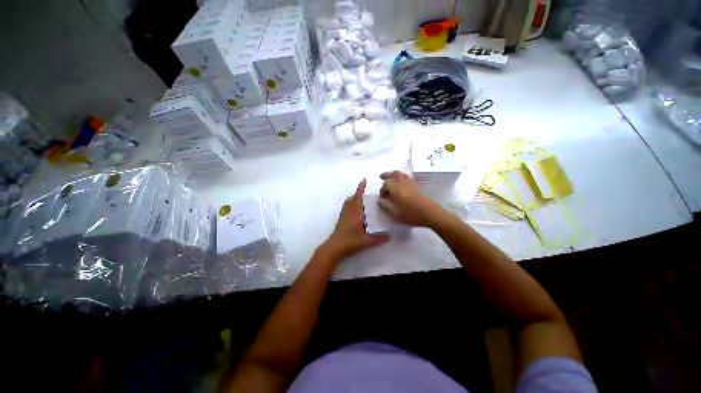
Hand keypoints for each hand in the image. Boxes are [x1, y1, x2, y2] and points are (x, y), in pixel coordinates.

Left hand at [323, 179, 389, 259]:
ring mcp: (343, 215)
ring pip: (348, 202)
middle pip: (352, 198)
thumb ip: (379, 238)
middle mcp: (349, 211)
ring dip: (354, 199)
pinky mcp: (341, 219)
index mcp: (355, 213)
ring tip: (363, 201)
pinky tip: (358, 212)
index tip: (364, 180)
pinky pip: (346, 207)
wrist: (334, 247)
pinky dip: (351, 205)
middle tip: (368, 194)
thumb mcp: (366, 241)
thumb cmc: (350, 242)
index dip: (360, 188)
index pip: (358, 197)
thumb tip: (390, 236)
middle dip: (358, 193)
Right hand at [379, 171, 442, 226]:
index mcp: (395, 189)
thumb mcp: (394, 213)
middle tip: (381, 176)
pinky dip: (401, 176)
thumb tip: (380, 200)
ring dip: (394, 174)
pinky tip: (401, 182)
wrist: (429, 213)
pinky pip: (407, 177)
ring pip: (401, 174)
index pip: (385, 185)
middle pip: (393, 174)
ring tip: (390, 176)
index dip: (382, 190)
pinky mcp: (416, 186)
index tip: (382, 198)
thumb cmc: (410, 214)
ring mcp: (410, 184)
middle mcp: (402, 183)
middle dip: (387, 175)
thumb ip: (385, 206)